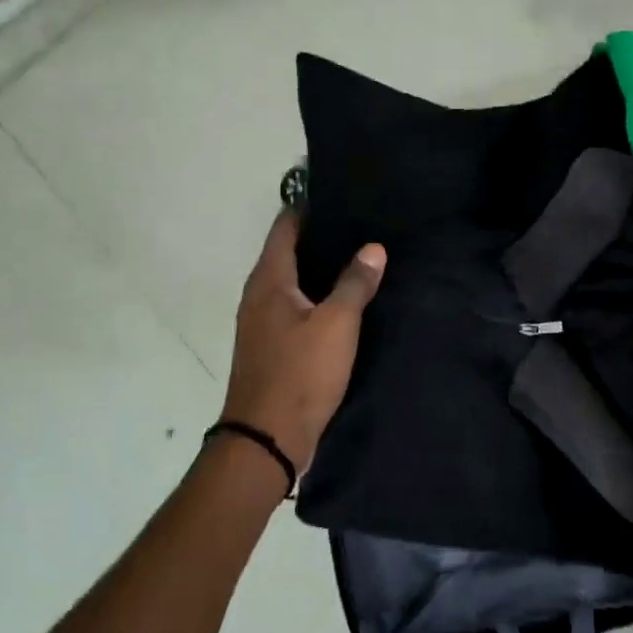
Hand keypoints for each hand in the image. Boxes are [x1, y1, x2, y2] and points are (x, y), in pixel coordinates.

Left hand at [221, 211, 385, 476]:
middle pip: (288, 251)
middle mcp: (258, 294)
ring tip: (359, 257)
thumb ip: (355, 283)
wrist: (267, 438)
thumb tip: (373, 247)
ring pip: (292, 281)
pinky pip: (294, 306)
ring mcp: (261, 322)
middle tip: (361, 224)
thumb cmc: (300, 373)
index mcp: (269, 280)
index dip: (308, 206)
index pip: (285, 226)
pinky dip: (316, 295)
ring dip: (319, 268)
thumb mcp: (337, 324)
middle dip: (320, 236)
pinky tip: (343, 301)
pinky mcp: (270, 345)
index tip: (341, 193)